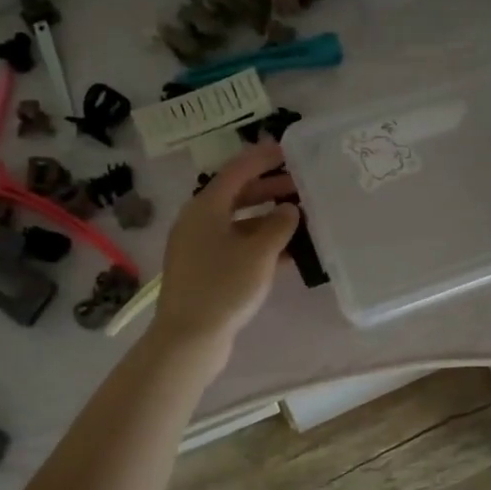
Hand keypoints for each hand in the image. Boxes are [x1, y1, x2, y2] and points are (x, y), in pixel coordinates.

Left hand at [149, 142, 300, 353]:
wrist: (189, 338)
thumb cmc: (224, 287)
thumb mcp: (259, 252)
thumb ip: (279, 225)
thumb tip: (289, 210)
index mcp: (206, 206)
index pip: (238, 170)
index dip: (264, 158)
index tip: (289, 151)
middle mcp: (199, 221)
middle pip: (237, 194)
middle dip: (270, 189)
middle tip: (302, 187)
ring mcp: (200, 247)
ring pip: (238, 222)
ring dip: (268, 218)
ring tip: (300, 219)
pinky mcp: (205, 270)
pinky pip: (236, 246)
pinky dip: (259, 243)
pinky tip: (287, 252)